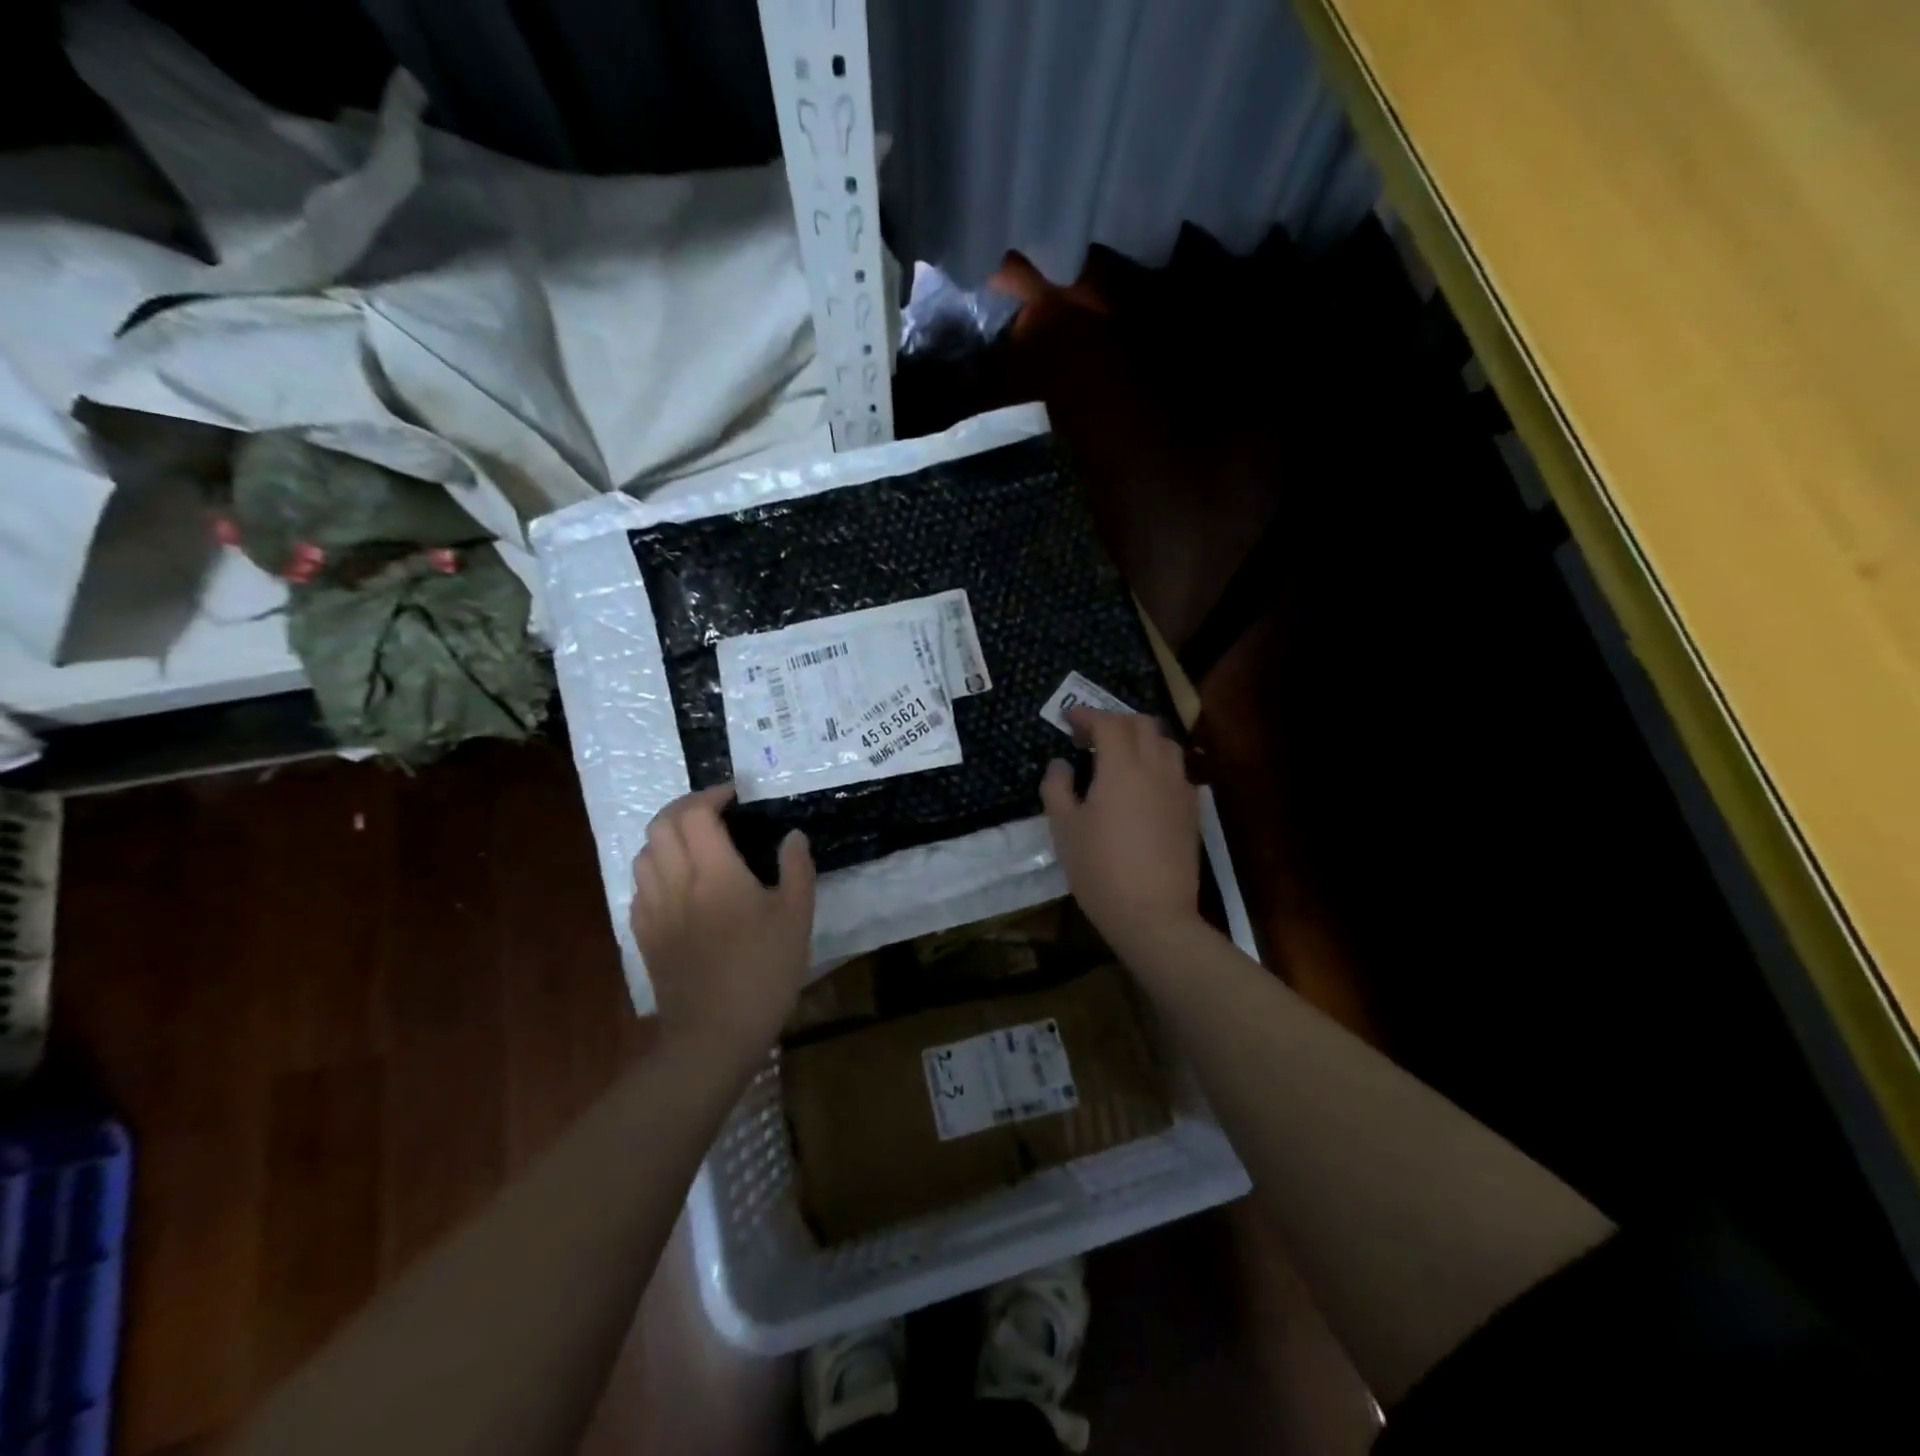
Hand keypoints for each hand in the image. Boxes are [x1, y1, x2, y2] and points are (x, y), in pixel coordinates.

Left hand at [631, 785, 815, 1058]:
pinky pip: (640, 885)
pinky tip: (680, 883)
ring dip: (668, 836)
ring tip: (697, 843)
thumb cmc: (763, 973)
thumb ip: (797, 869)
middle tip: (714, 812)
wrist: (714, 1035)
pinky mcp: (643, 934)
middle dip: (685, 807)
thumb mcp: (797, 919)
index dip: (712, 795)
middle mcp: (675, 882)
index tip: (734, 796)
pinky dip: (657, 869)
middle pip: (661, 825)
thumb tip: (793, 835)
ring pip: (644, 853)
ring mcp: (653, 909)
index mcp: (714, 873)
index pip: (696, 814)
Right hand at [1040, 706, 1200, 956]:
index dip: (1086, 715)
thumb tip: (1061, 764)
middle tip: (1091, 736)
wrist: (1153, 914)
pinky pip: (1178, 770)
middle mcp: (1156, 768)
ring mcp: (1179, 788)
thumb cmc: (1100, 869)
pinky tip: (1145, 784)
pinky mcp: (1192, 811)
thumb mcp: (1064, 828)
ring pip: (1166, 744)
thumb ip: (1058, 788)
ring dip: (1142, 738)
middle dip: (1115, 721)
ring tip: (1120, 755)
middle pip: (1142, 724)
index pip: (1107, 723)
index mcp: (1121, 767)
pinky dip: (1159, 763)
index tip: (1068, 718)